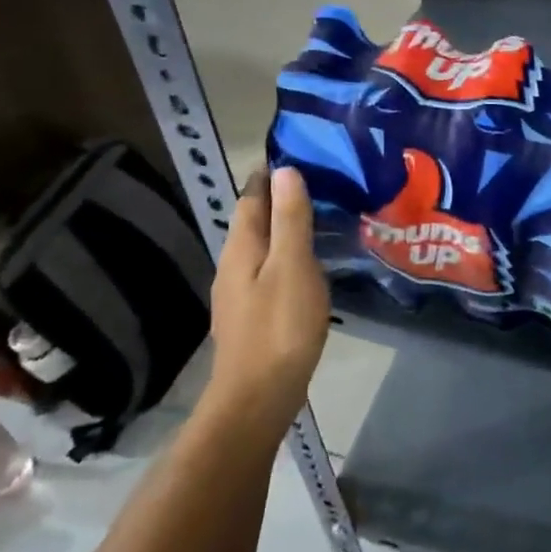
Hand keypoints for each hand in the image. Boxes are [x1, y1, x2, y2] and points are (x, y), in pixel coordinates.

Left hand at [209, 167, 329, 418]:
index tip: (295, 153)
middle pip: (254, 221)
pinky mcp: (252, 316)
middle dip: (278, 198)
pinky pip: (269, 270)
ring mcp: (239, 293)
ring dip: (284, 228)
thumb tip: (284, 171)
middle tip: (316, 180)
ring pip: (261, 247)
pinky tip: (308, 264)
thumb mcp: (292, 266)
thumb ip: (289, 219)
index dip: (268, 174)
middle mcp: (233, 265)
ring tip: (317, 216)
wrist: (257, 398)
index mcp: (241, 247)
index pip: (251, 197)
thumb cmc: (279, 328)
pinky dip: (287, 256)